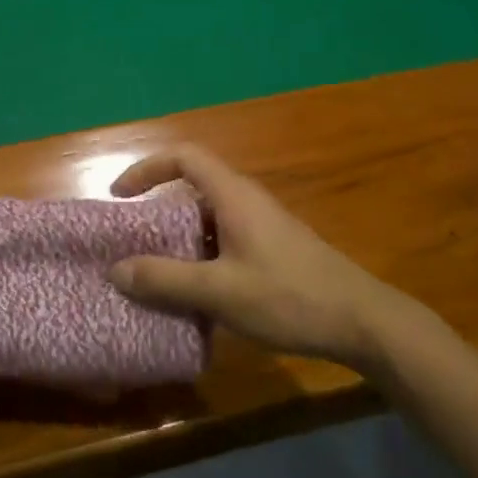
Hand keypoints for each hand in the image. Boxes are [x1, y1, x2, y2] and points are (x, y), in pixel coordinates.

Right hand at [106, 146, 413, 371]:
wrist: (361, 321)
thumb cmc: (288, 297)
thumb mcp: (220, 292)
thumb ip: (166, 280)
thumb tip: (116, 269)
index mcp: (233, 195)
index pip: (184, 156)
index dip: (148, 167)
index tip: (121, 196)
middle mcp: (246, 201)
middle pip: (193, 188)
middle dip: (158, 210)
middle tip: (132, 242)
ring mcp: (262, 225)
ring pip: (208, 219)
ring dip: (179, 239)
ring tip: (155, 272)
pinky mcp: (272, 249)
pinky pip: (224, 240)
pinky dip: (200, 256)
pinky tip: (195, 294)